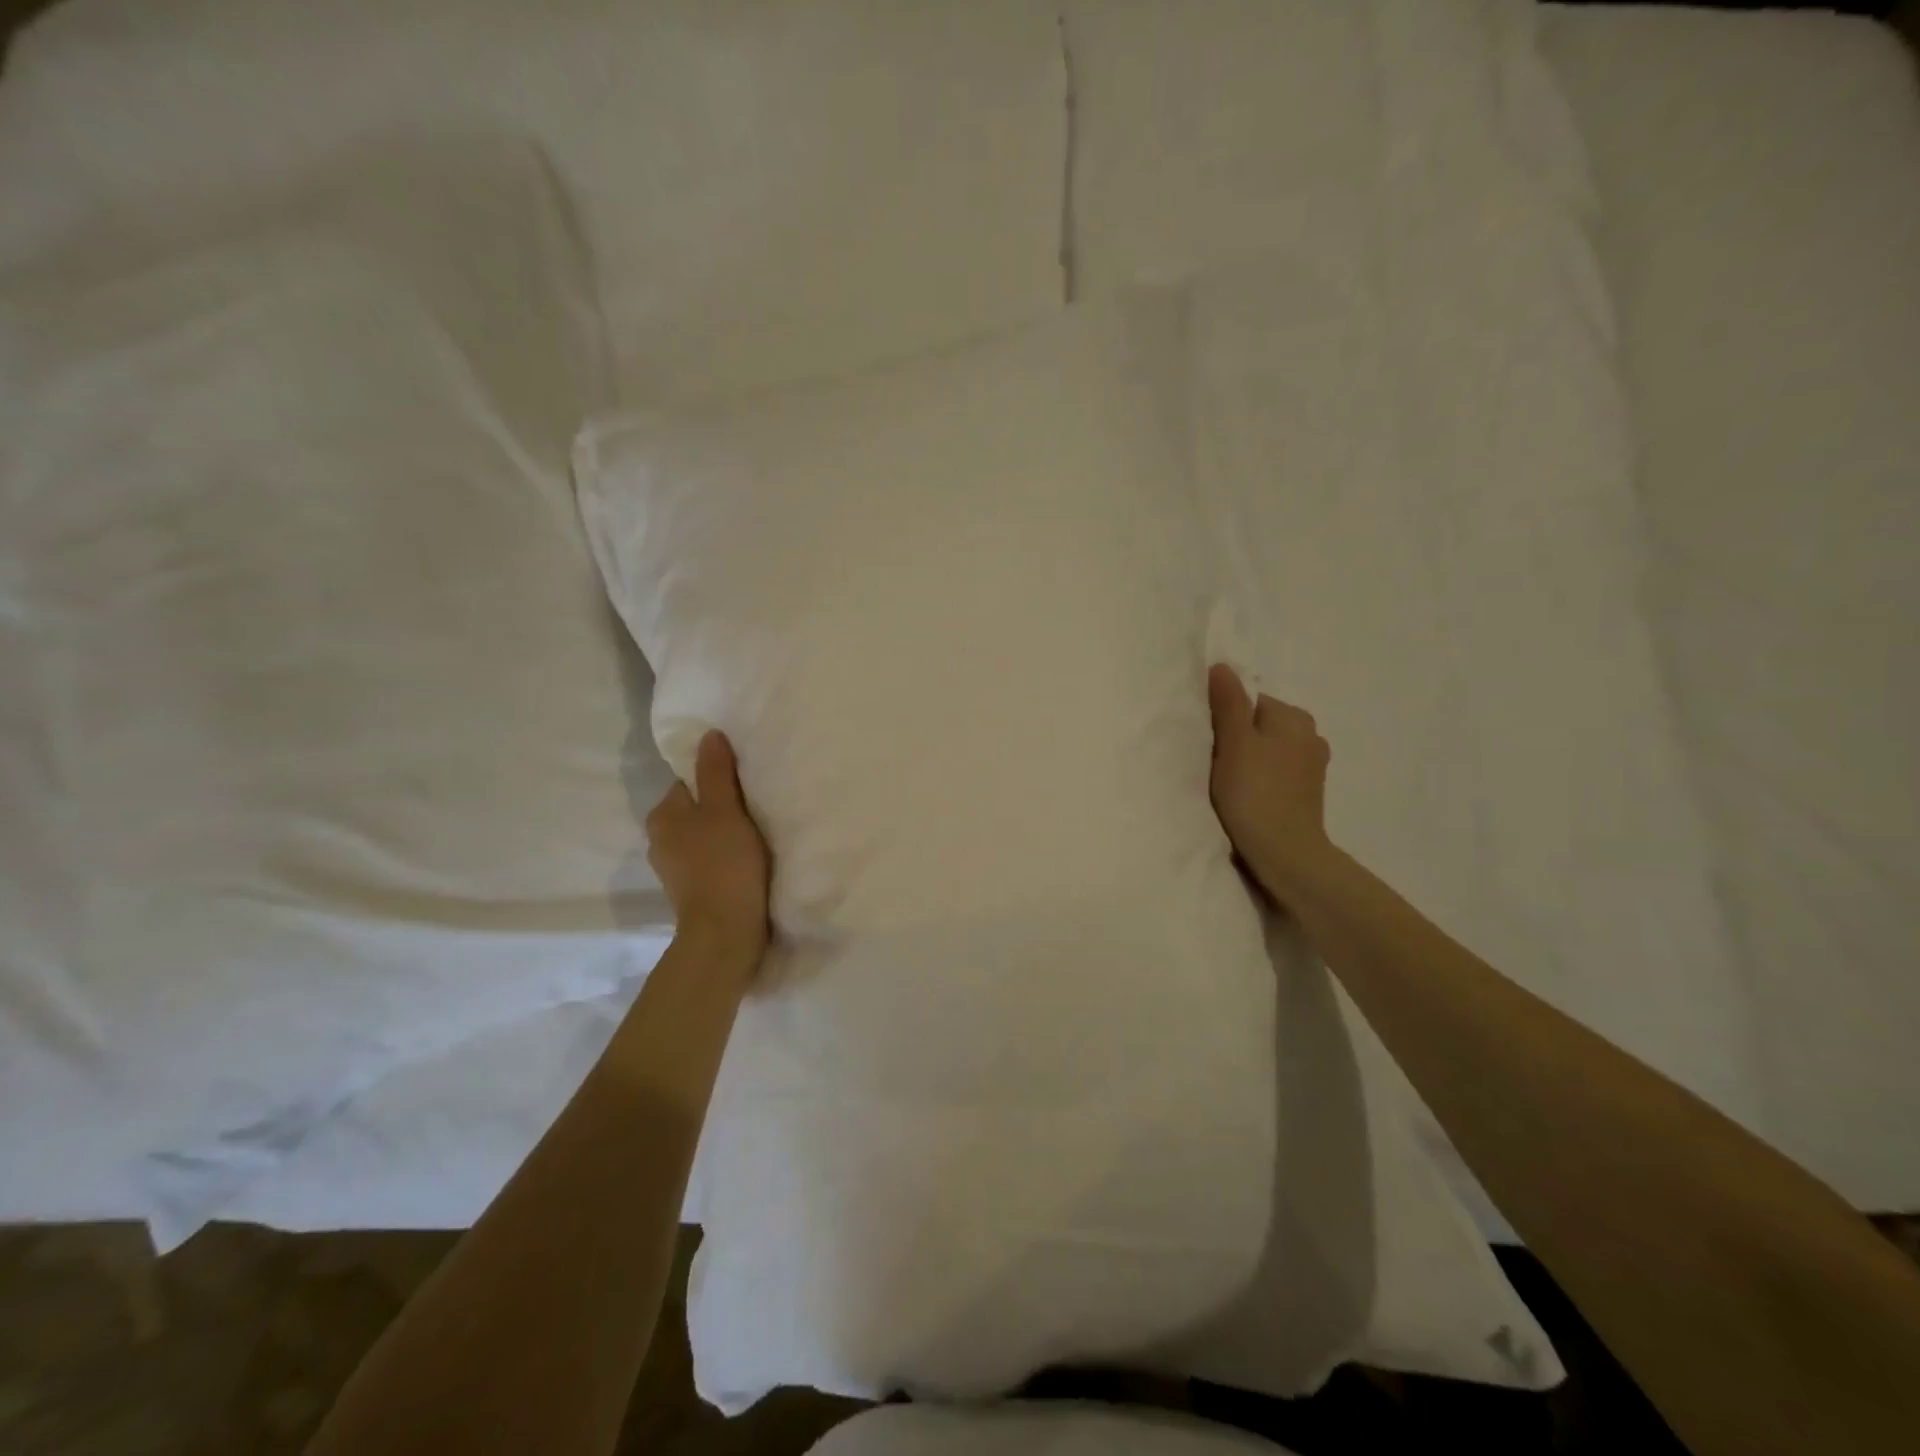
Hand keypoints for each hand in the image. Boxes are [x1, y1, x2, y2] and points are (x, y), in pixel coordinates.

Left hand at [646, 731, 770, 961]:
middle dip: (722, 808)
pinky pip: (709, 860)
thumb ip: (716, 772)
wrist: (725, 931)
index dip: (718, 780)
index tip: (746, 788)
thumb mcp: (725, 810)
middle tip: (755, 811)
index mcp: (662, 815)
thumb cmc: (724, 863)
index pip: (690, 781)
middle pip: (697, 809)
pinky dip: (725, 858)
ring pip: (703, 836)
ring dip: (725, 834)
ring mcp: (674, 868)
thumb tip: (708, 735)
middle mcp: (659, 839)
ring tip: (755, 838)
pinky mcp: (691, 890)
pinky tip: (747, 863)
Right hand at [1208, 664, 1333, 897]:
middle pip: (1259, 725)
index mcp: (1294, 716)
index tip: (1211, 744)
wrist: (1284, 852)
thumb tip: (1222, 667)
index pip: (1249, 702)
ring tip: (1231, 784)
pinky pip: (1276, 772)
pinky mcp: (1308, 791)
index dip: (1225, 720)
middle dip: (1238, 740)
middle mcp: (1310, 734)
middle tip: (1217, 764)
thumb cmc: (1254, 791)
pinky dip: (1261, 779)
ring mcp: (1312, 765)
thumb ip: (1227, 703)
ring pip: (1268, 749)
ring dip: (1249, 761)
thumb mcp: (1233, 742)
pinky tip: (1248, 797)